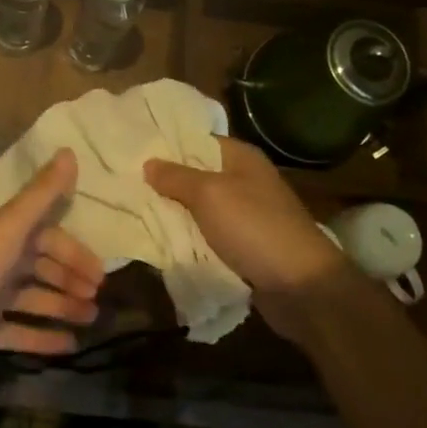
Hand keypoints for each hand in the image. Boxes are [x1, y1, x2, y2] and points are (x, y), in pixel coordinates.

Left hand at [0, 149, 104, 394]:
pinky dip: (43, 337)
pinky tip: (70, 345)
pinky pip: (19, 331)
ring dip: (62, 306)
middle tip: (99, 298)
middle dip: (70, 278)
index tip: (100, 272)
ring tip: (92, 320)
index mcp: (1, 235)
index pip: (46, 236)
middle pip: (41, 266)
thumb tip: (69, 151)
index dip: (73, 251)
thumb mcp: (9, 230)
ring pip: (33, 298)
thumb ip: (40, 195)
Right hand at [145, 137, 354, 336]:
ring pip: (200, 209)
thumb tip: (149, 163)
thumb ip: (176, 177)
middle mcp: (245, 181)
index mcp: (241, 158)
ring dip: (175, 214)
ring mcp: (246, 215)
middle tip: (125, 184)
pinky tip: (161, 241)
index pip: (197, 140)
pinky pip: (209, 236)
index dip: (167, 145)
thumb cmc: (255, 228)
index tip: (132, 151)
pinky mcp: (245, 246)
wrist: (302, 287)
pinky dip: (190, 239)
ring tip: (134, 212)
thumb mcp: (210, 195)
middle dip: (165, 182)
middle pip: (196, 175)